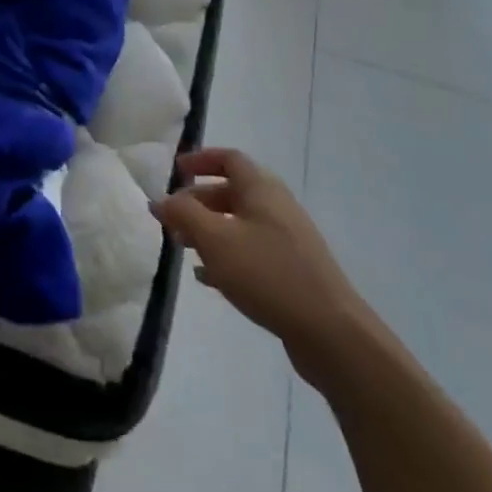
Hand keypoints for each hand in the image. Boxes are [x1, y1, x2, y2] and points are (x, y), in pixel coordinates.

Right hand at [152, 149, 372, 380]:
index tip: (176, 171)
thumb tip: (159, 200)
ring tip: (183, 247)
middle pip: (232, 191)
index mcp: (261, 189)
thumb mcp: (215, 240)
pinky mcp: (293, 272)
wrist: (332, 333)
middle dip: (198, 201)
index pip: (229, 158)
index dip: (201, 160)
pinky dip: (226, 256)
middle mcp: (276, 207)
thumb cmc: (268, 273)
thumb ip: (183, 215)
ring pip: (240, 224)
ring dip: (209, 230)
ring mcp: (288, 241)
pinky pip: (251, 252)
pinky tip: (207, 277)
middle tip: (172, 218)